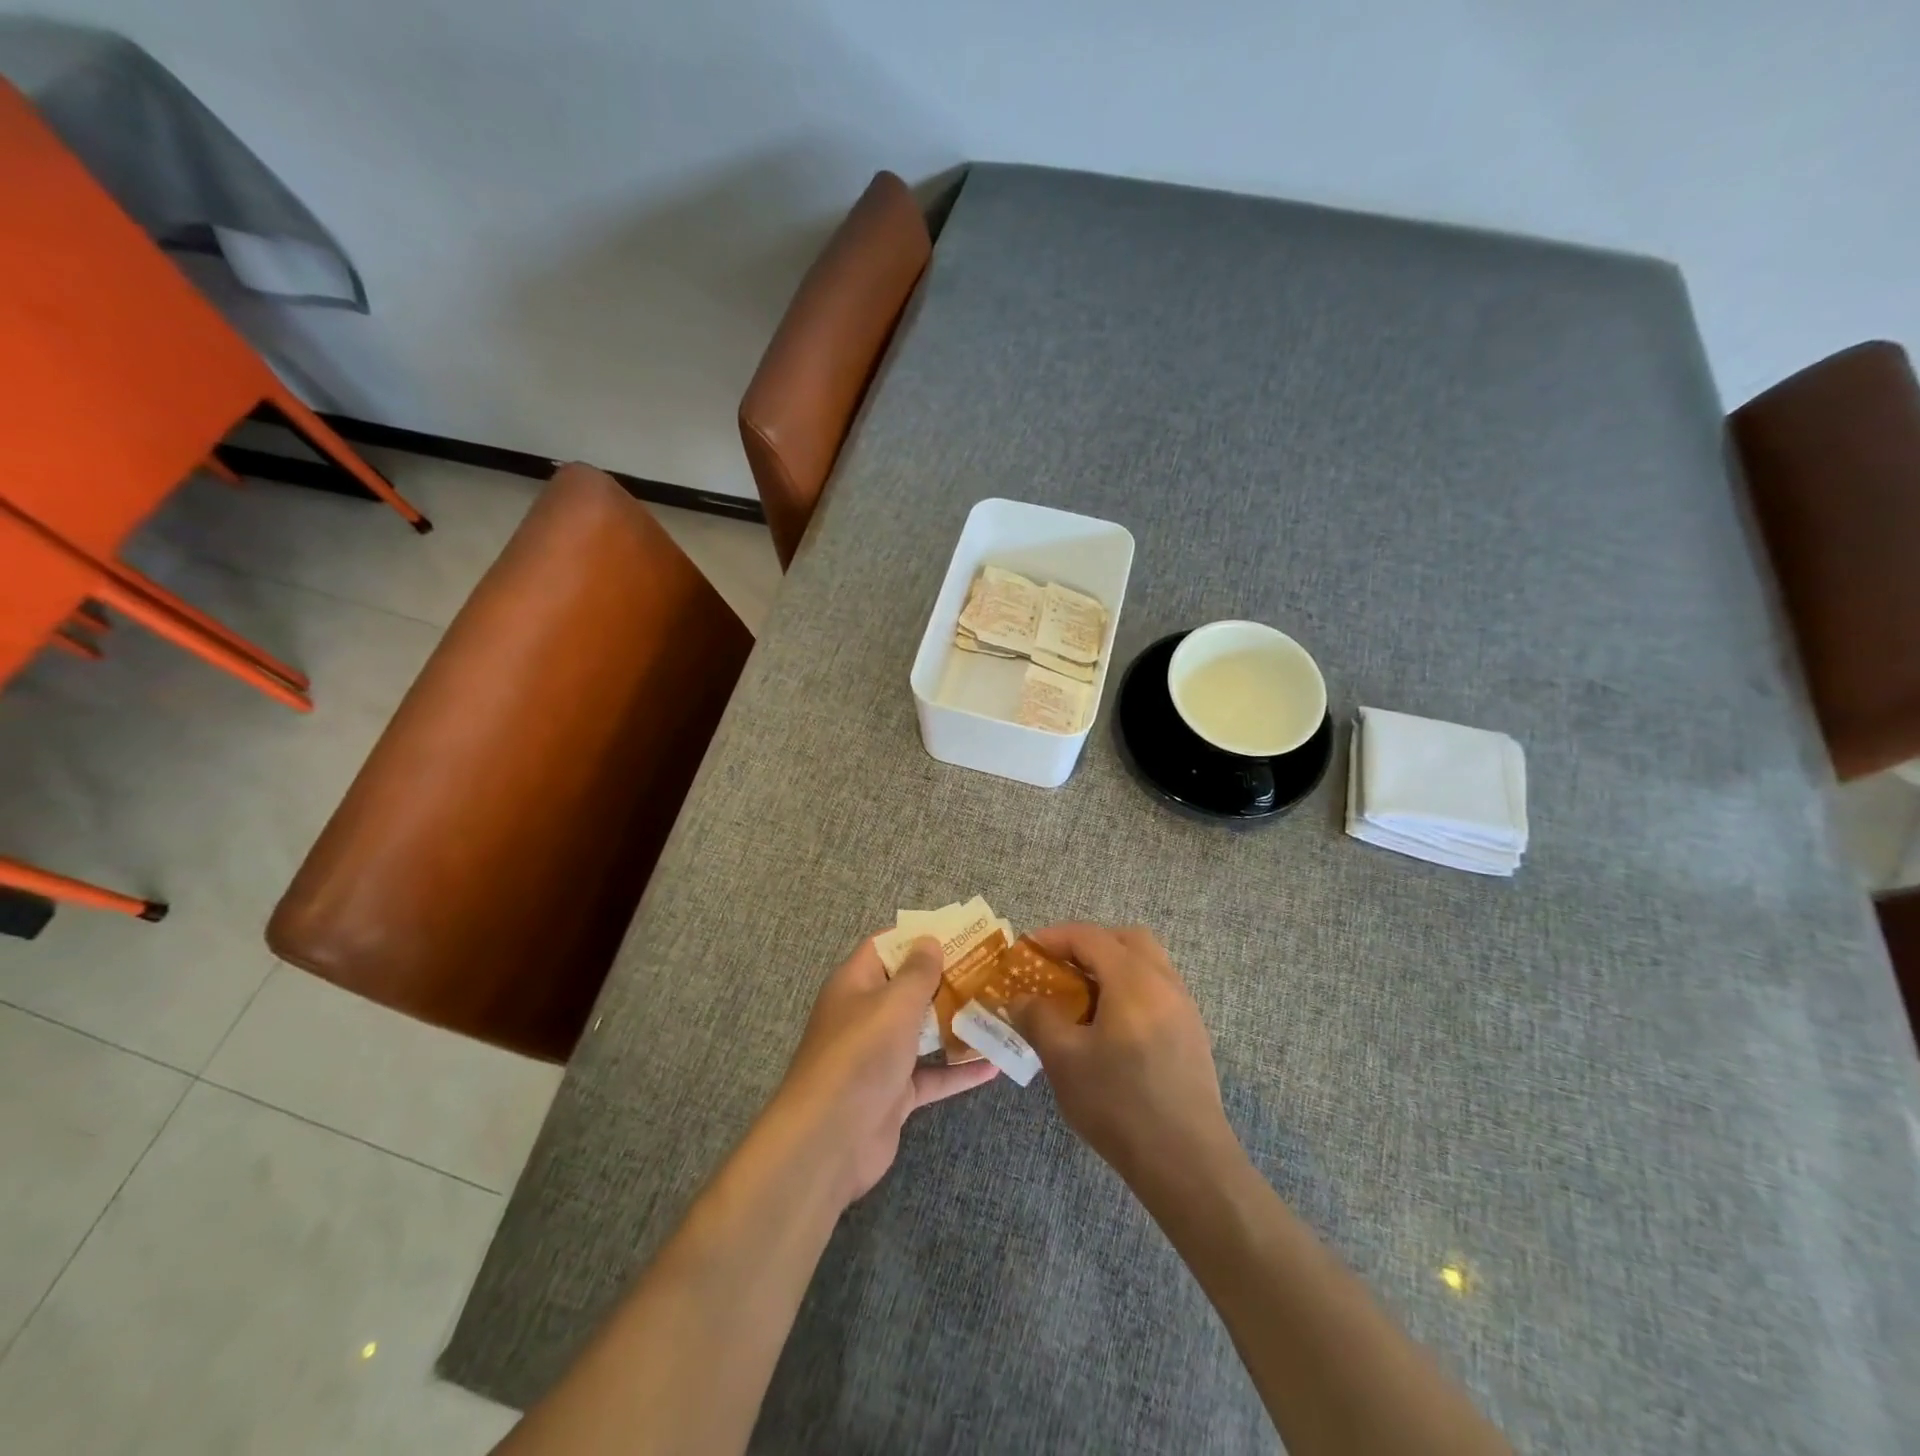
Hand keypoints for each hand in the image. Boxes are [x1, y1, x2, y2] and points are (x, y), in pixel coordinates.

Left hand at [775, 934, 997, 1206]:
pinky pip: (932, 1074)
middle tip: (992, 970)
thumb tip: (929, 940)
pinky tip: (995, 1065)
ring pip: (924, 1032)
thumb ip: (917, 972)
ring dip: (958, 1023)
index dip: (919, 937)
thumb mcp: (893, 1003)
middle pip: (910, 989)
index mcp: (856, 983)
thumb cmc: (861, 1055)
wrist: (829, 1140)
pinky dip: (959, 1070)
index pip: (886, 946)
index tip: (960, 932)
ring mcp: (880, 1056)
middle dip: (948, 979)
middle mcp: (866, 1015)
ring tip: (1000, 1010)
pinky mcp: (894, 1093)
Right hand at [1011, 923, 1237, 1186]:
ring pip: (1145, 964)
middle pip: (1125, 940)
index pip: (1089, 936)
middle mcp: (1164, 982)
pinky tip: (1108, 1028)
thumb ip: (1038, 1019)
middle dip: (1087, 945)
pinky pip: (1156, 991)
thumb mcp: (1064, 1060)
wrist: (1187, 1163)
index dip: (1052, 938)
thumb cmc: (1119, 1104)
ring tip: (1080, 999)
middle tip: (1058, 969)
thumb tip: (1021, 999)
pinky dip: (1129, 991)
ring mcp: (1184, 1008)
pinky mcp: (1192, 1035)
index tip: (1025, 953)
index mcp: (1133, 979)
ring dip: (1111, 968)